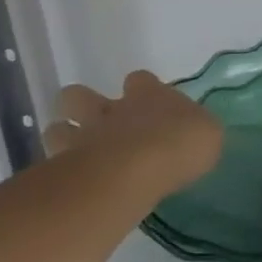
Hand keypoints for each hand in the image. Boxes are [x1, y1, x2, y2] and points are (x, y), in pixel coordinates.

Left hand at [42, 70, 223, 197]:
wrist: (138, 170)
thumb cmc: (181, 144)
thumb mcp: (208, 133)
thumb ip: (196, 129)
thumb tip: (193, 132)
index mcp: (149, 95)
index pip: (140, 79)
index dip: (142, 88)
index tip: (148, 102)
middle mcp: (112, 110)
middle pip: (79, 95)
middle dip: (82, 105)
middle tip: (99, 124)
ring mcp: (84, 136)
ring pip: (57, 127)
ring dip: (65, 137)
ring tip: (79, 154)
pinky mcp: (66, 167)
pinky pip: (54, 163)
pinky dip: (60, 171)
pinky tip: (74, 182)